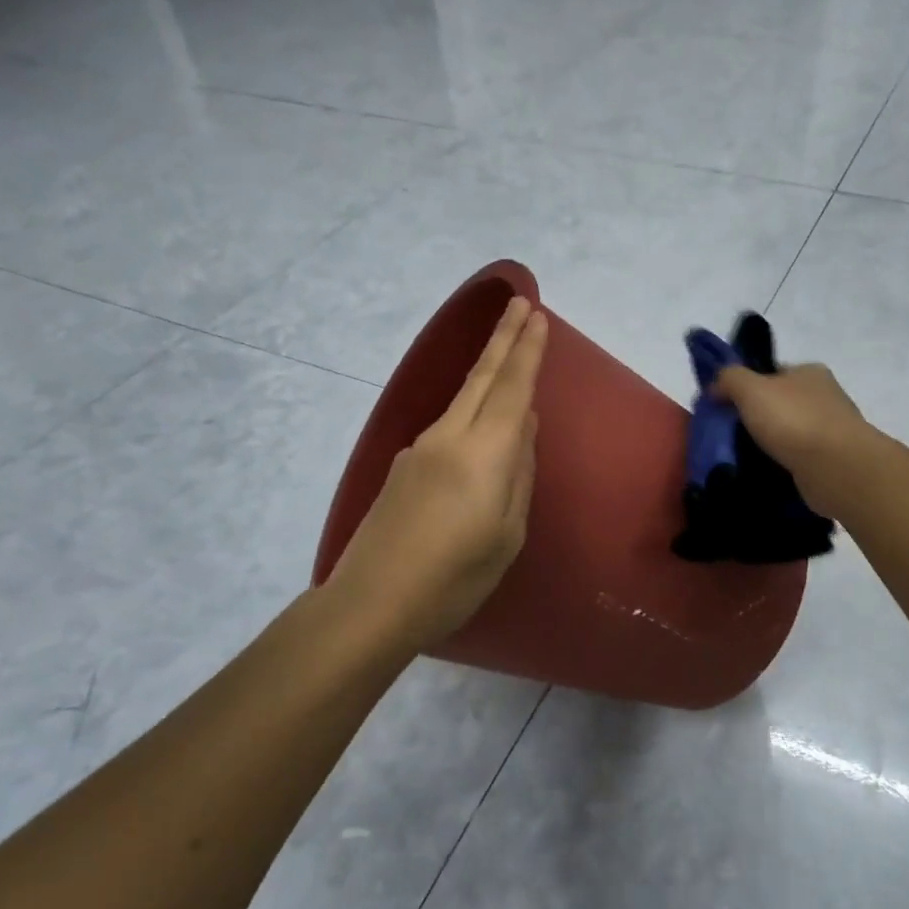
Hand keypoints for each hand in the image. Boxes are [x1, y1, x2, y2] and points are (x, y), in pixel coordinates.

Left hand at [326, 298, 547, 654]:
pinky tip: (482, 424)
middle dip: (504, 339)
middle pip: (481, 378)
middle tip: (521, 305)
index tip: (537, 315)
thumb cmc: (454, 578)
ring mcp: (420, 450)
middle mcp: (448, 438)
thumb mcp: (507, 533)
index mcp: (482, 453)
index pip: (511, 388)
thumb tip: (521, 426)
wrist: (371, 603)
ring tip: (508, 349)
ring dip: (487, 368)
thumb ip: (518, 473)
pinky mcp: (404, 468)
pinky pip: (449, 426)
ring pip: (462, 398)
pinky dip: (472, 409)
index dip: (526, 351)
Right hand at [714, 361, 870, 509]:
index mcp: (810, 372)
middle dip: (757, 418)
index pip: (772, 373)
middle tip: (729, 435)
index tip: (725, 407)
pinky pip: (799, 459)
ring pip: (790, 433)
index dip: (746, 386)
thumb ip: (729, 379)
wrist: (836, 468)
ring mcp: (832, 430)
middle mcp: (825, 396)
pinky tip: (766, 474)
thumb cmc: (793, 420)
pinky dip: (783, 464)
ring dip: (770, 444)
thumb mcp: (750, 388)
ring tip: (743, 459)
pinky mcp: (833, 461)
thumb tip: (716, 386)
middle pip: (781, 403)